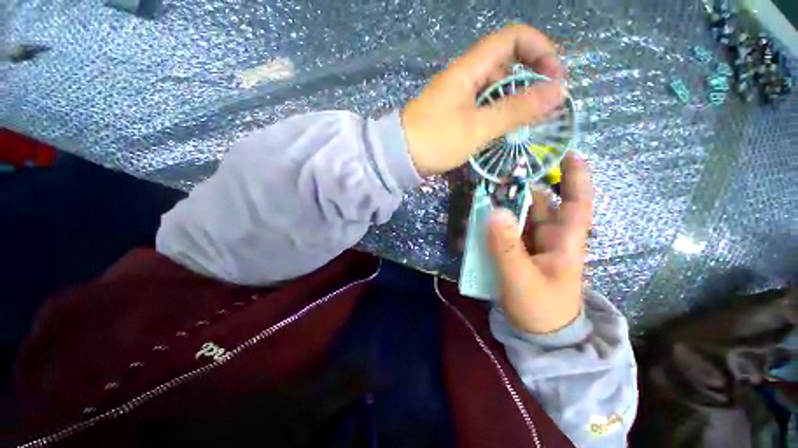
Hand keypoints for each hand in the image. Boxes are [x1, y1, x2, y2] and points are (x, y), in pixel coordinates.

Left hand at [402, 24, 566, 175]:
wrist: (399, 158)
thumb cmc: (435, 141)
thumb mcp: (477, 127)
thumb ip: (516, 110)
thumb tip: (558, 92)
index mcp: (469, 68)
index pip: (513, 38)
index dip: (540, 50)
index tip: (554, 78)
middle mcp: (464, 77)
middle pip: (506, 64)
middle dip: (530, 81)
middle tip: (541, 110)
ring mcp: (457, 97)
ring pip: (494, 89)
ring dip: (513, 102)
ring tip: (525, 125)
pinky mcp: (452, 115)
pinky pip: (481, 107)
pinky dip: (496, 115)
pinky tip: (501, 132)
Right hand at [487, 154, 592, 333]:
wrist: (539, 336)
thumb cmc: (540, 309)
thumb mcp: (520, 278)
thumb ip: (505, 246)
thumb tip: (494, 210)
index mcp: (564, 241)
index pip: (576, 202)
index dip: (575, 177)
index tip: (566, 153)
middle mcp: (550, 237)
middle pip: (537, 205)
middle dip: (517, 191)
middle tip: (493, 181)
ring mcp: (532, 245)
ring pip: (517, 218)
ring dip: (499, 209)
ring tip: (477, 203)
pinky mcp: (517, 252)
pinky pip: (504, 233)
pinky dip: (490, 228)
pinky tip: (473, 227)